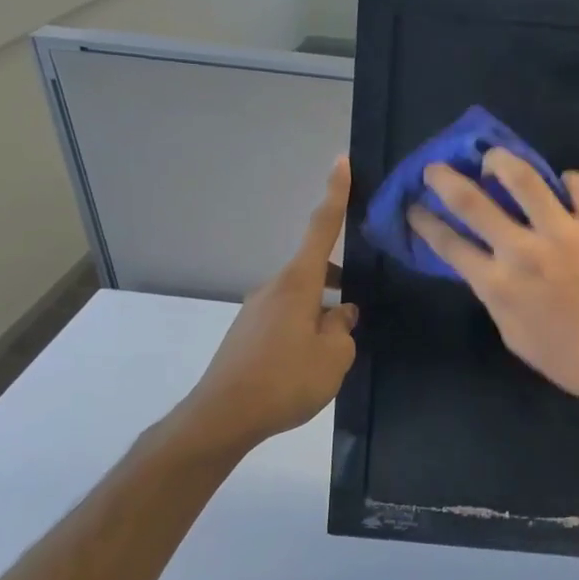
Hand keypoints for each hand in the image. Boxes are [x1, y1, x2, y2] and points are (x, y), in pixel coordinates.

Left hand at [164, 157, 358, 460]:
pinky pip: (286, 319)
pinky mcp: (247, 334)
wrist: (221, 417)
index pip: (321, 229)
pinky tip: (309, 363)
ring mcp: (256, 311)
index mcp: (297, 284)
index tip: (341, 162)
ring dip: (321, 312)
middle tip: (357, 313)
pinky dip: (304, 328)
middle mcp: (274, 288)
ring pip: (301, 298)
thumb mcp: (334, 355)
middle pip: (313, 271)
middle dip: (337, 282)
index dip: (335, 195)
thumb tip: (341, 312)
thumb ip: (343, 327)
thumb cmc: (285, 380)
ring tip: (335, 351)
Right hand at [409, 150, 578, 420]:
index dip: (426, 223)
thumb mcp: (513, 335)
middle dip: (445, 180)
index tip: (414, 207)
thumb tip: (486, 268)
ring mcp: (563, 231)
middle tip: (436, 168)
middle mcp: (523, 250)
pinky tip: (563, 185)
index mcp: (497, 284)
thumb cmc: (568, 359)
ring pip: (523, 177)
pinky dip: (567, 180)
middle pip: (472, 201)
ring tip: (494, 159)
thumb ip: (495, 296)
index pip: (449, 244)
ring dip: (501, 161)